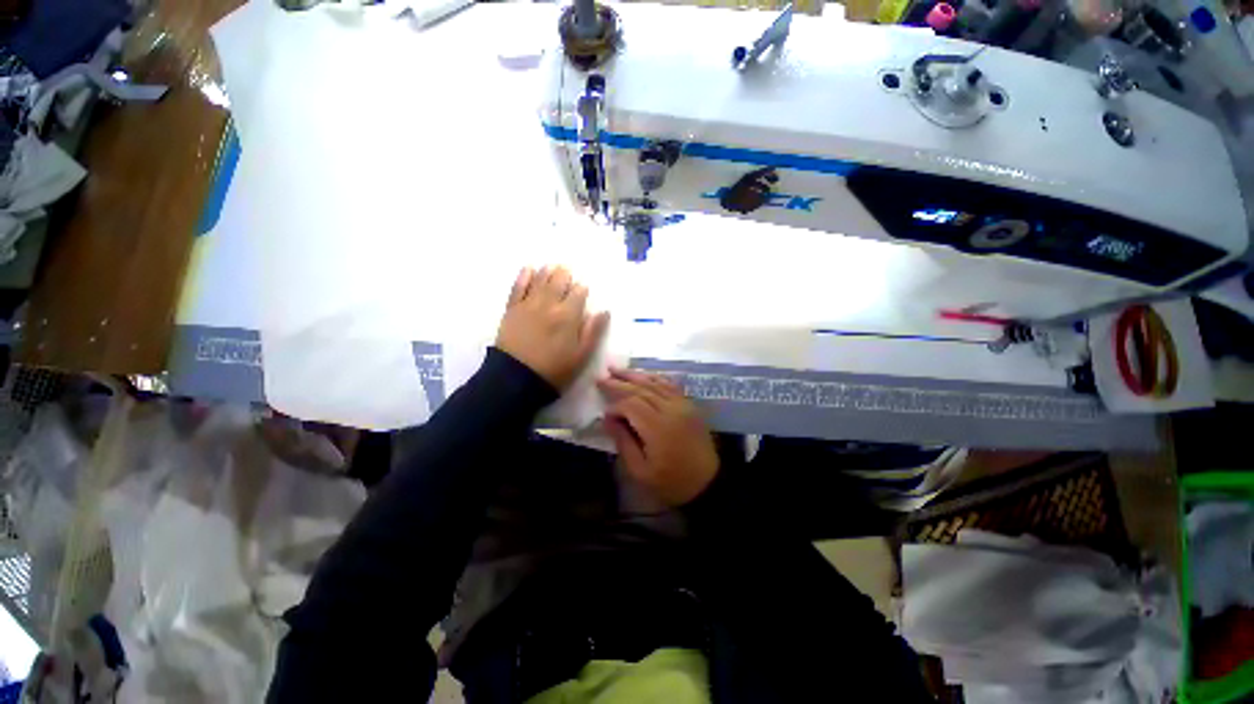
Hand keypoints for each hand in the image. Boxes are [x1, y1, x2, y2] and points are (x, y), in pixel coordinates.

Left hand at [496, 266, 609, 390]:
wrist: (517, 379)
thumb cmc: (555, 370)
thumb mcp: (581, 355)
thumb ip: (593, 331)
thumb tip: (604, 311)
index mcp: (568, 316)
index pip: (578, 293)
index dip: (582, 289)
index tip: (583, 290)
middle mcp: (549, 304)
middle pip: (558, 282)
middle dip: (565, 275)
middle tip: (567, 270)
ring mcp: (528, 305)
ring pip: (540, 281)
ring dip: (547, 271)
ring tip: (552, 266)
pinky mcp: (512, 310)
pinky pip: (518, 288)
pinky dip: (524, 276)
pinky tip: (529, 269)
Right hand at [597, 368, 719, 506]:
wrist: (707, 483)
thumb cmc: (671, 482)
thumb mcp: (640, 471)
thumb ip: (623, 442)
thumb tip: (607, 419)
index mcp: (657, 427)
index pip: (631, 405)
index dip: (615, 406)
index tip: (604, 414)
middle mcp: (671, 409)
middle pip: (642, 389)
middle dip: (620, 382)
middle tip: (601, 377)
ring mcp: (683, 404)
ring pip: (655, 382)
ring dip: (635, 375)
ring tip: (617, 369)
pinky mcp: (689, 404)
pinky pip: (670, 384)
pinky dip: (654, 377)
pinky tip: (644, 375)